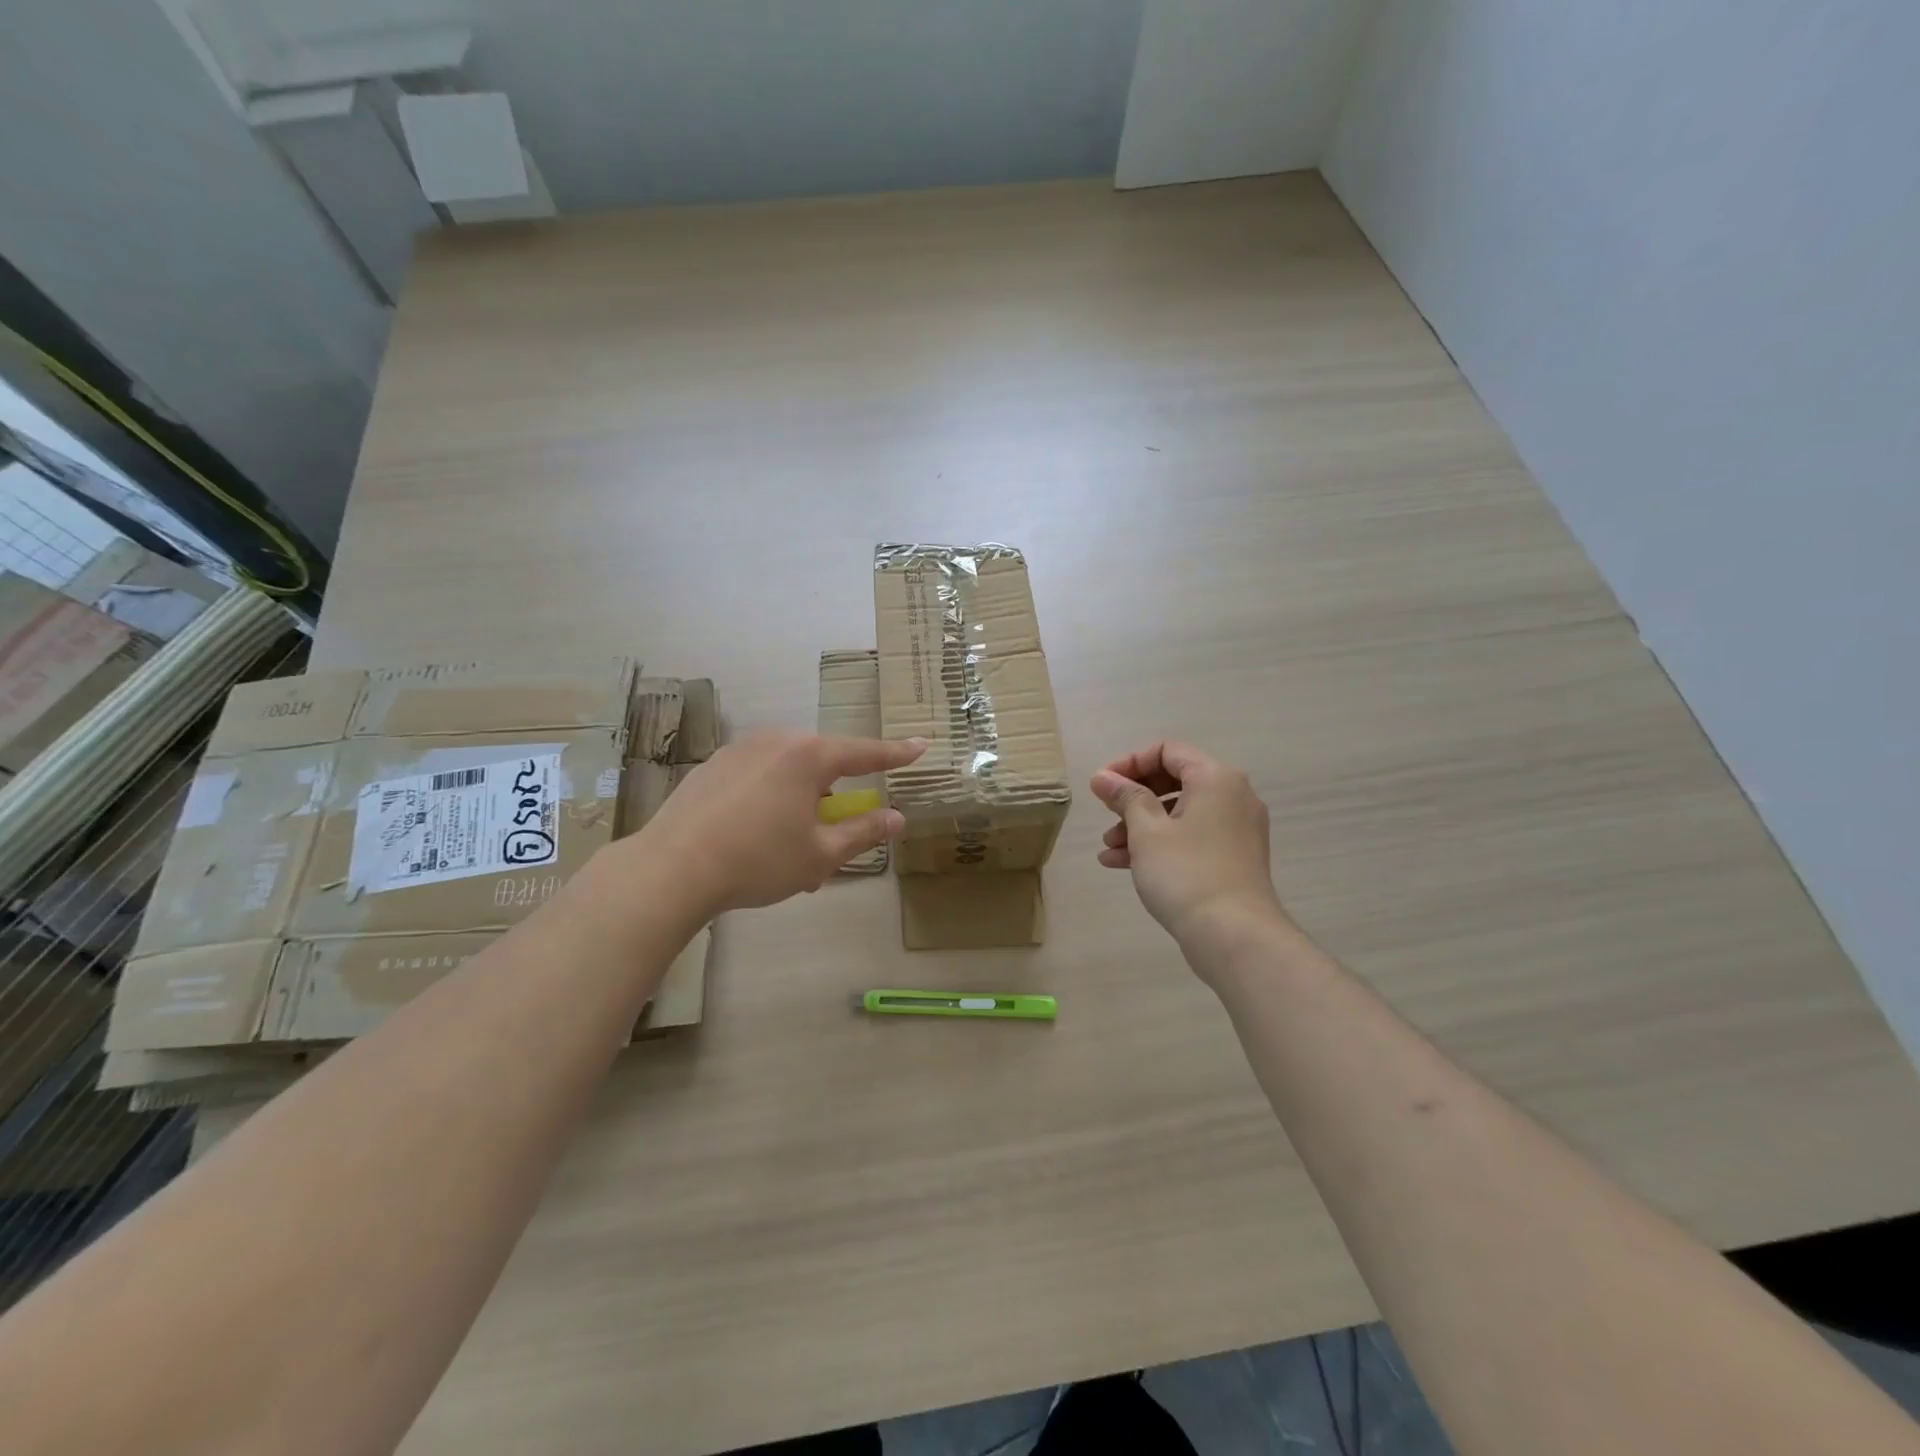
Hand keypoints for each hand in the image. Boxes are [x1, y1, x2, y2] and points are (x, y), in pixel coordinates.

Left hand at [638, 731, 925, 914]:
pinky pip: (758, 777)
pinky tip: (754, 836)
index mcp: (808, 756)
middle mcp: (775, 741)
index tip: (921, 745)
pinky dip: (770, 800)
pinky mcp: (712, 766)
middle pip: (822, 763)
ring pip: (788, 772)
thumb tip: (897, 818)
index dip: (896, 754)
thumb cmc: (758, 860)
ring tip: (790, 847)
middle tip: (833, 836)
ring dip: (801, 801)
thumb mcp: (820, 854)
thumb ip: (863, 832)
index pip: (865, 753)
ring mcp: (739, 750)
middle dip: (834, 796)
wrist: (672, 869)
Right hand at [1091, 741, 1288, 954]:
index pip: (1166, 751)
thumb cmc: (1185, 873)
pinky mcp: (1233, 857)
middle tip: (1105, 814)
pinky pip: (1191, 837)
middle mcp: (1232, 795)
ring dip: (1140, 825)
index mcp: (1215, 778)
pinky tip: (1122, 863)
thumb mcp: (1146, 831)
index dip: (1129, 763)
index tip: (1101, 786)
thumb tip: (1103, 777)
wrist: (1234, 936)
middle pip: (1173, 781)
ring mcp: (1236, 828)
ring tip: (1108, 847)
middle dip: (1133, 798)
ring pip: (1179, 813)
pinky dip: (1160, 843)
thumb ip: (1124, 797)